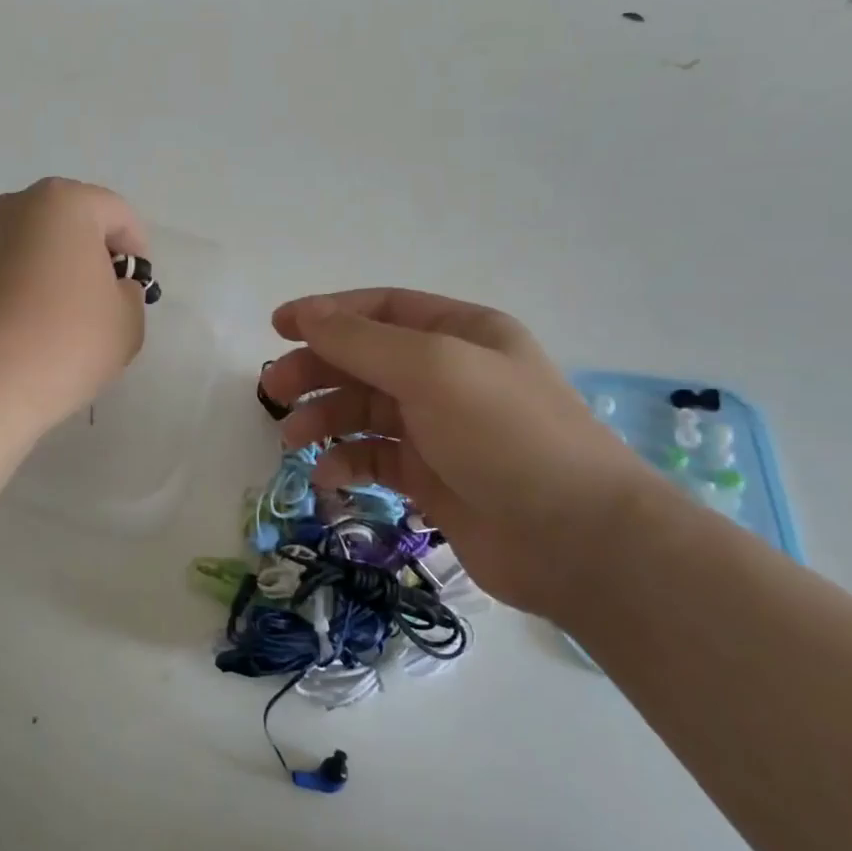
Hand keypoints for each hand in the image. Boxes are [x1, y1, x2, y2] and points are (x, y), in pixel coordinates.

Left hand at [0, 178, 150, 435]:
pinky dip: (27, 286)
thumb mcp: (128, 320)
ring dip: (58, 270)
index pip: (118, 215)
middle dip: (94, 255)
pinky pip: (11, 268)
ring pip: (38, 245)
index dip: (136, 252)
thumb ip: (130, 293)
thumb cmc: (67, 341)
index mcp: (65, 202)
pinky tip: (33, 326)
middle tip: (105, 301)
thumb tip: (109, 288)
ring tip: (66, 318)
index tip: (136, 291)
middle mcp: (18, 205)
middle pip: (73, 222)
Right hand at [261, 290, 665, 617]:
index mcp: (459, 333)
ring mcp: (441, 429)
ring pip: (365, 411)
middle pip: (366, 360)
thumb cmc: (505, 435)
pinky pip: (376, 459)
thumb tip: (306, 314)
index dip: (326, 314)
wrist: (577, 540)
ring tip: (292, 439)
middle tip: (274, 390)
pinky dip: (348, 463)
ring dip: (325, 419)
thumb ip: (361, 341)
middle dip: (318, 370)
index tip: (277, 328)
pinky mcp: (433, 479)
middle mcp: (449, 375)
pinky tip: (328, 476)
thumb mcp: (432, 369)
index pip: (380, 310)